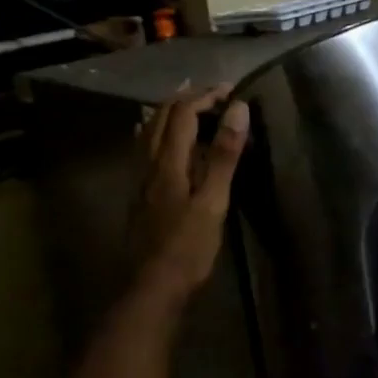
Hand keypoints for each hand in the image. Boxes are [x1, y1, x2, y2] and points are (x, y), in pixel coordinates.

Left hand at [129, 84, 250, 300]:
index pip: (183, 113)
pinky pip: (146, 149)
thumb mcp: (214, 202)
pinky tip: (163, 141)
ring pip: (150, 131)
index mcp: (168, 162)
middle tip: (214, 94)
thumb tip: (237, 109)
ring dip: (171, 112)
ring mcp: (141, 179)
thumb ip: (223, 155)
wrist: (152, 287)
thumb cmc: (188, 247)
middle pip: (162, 116)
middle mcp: (149, 163)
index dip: (205, 96)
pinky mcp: (140, 194)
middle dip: (187, 98)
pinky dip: (159, 132)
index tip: (230, 90)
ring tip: (191, 105)